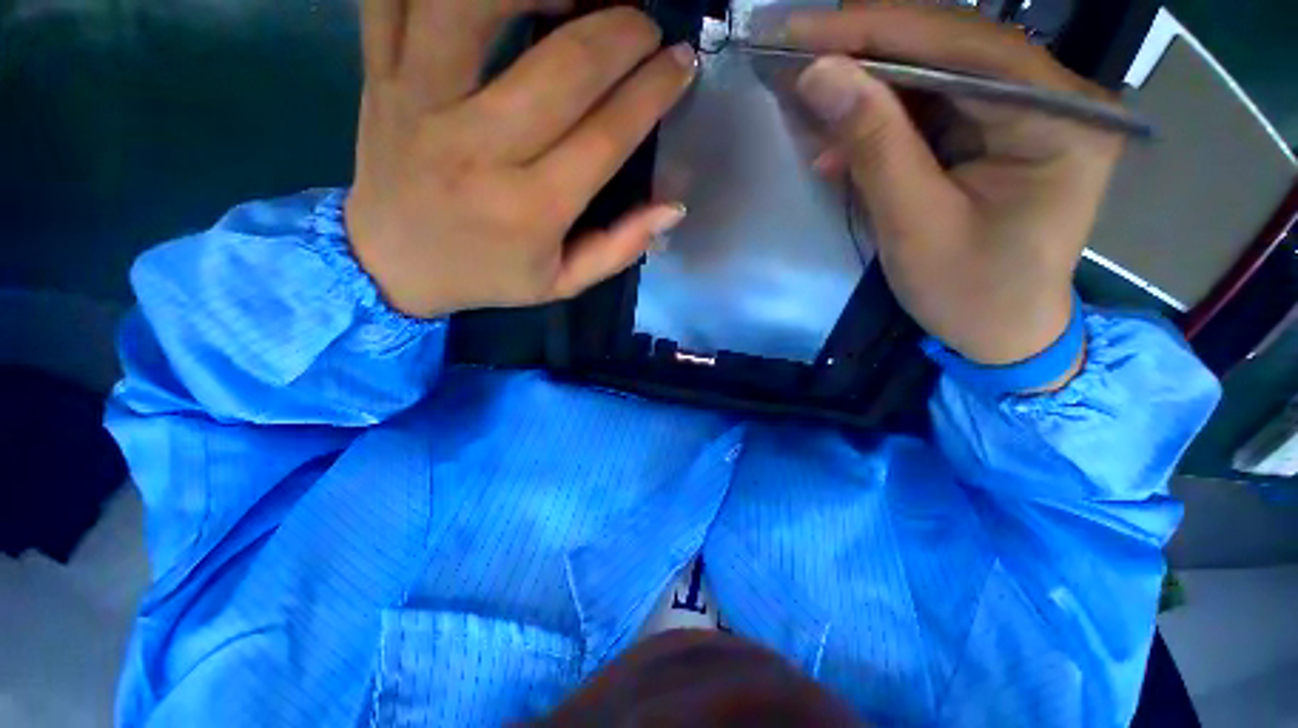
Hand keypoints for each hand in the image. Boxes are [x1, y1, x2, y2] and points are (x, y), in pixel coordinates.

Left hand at [345, 0, 696, 318]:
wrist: (391, 265)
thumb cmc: (487, 276)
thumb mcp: (561, 283)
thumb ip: (619, 249)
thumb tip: (673, 208)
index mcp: (529, 209)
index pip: (606, 136)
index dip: (652, 92)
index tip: (681, 65)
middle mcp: (477, 148)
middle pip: (563, 66)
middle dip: (622, 32)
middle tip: (646, 27)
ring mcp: (419, 101)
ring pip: (476, 5)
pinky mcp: (380, 75)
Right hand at [785, 5, 1123, 367]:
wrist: (1003, 333)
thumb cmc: (969, 292)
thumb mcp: (914, 223)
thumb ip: (873, 144)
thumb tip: (818, 75)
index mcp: (1057, 116)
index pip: (957, 44)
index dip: (871, 31)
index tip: (798, 33)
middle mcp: (1054, 96)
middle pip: (948, 49)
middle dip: (865, 54)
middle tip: (795, 59)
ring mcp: (1029, 111)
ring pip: (934, 75)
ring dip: (867, 92)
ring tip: (810, 110)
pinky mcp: (1001, 132)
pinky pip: (933, 109)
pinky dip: (882, 123)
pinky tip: (841, 148)